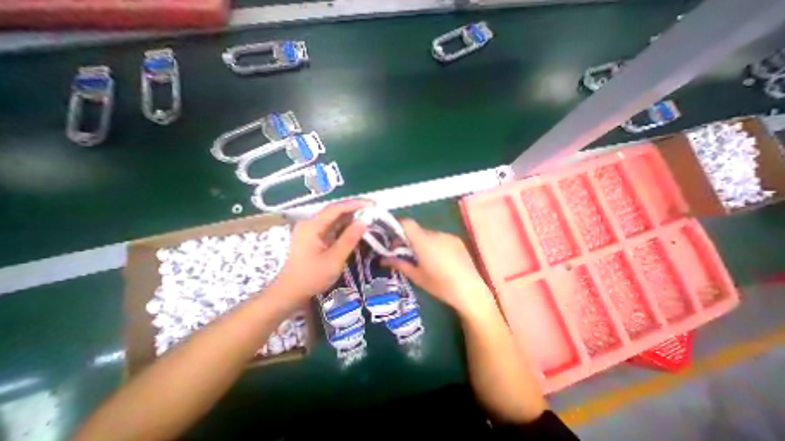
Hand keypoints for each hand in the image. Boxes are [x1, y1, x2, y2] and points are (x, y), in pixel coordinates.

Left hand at [274, 199, 370, 300]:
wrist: (291, 292)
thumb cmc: (312, 277)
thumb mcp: (334, 259)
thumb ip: (349, 239)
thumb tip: (364, 222)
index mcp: (312, 226)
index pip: (336, 208)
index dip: (355, 204)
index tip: (372, 204)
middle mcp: (310, 223)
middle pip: (335, 211)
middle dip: (354, 210)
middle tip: (373, 211)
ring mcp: (311, 230)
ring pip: (334, 219)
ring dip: (351, 219)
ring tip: (368, 219)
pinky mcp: (314, 237)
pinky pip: (332, 228)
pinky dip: (345, 228)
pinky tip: (356, 229)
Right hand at [385, 218, 495, 315]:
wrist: (470, 291)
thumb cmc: (440, 285)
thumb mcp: (416, 276)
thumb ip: (399, 264)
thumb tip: (383, 259)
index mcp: (423, 241)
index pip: (407, 223)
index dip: (398, 227)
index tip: (394, 240)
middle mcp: (435, 234)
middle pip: (417, 230)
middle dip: (409, 238)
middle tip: (407, 253)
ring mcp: (448, 236)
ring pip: (429, 234)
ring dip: (422, 241)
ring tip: (425, 258)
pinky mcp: (457, 240)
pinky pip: (440, 237)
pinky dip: (435, 243)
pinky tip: (440, 259)